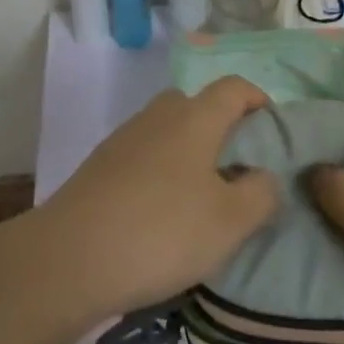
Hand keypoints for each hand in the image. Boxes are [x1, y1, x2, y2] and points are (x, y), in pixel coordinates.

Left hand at [26, 76, 279, 323]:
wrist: (71, 257)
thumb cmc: (162, 231)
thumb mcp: (230, 222)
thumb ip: (260, 194)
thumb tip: (264, 175)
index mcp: (195, 116)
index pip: (234, 87)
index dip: (257, 99)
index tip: (272, 130)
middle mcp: (160, 115)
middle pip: (198, 105)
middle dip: (221, 128)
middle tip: (236, 171)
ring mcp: (125, 137)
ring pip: (168, 131)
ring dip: (189, 153)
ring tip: (200, 199)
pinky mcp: (100, 165)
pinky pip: (144, 156)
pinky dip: (160, 172)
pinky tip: (160, 214)